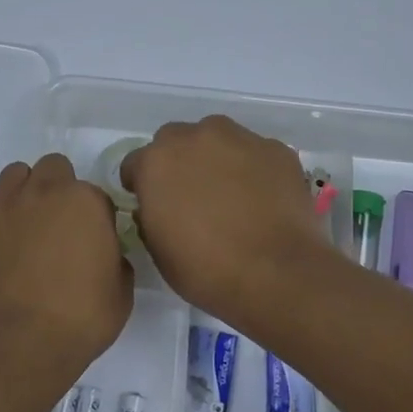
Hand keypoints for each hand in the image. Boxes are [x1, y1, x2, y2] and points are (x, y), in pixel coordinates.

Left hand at [0, 154, 132, 396]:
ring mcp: (5, 207)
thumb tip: (104, 252)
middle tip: (62, 225)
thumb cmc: (82, 317)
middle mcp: (43, 192)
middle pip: (53, 167)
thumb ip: (115, 257)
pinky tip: (0, 236)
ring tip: (28, 223)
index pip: (95, 194)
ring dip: (25, 191)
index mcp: (84, 201)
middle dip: (60, 188)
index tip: (94, 241)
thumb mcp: (122, 289)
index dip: (97, 217)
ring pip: (15, 174)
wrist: (24, 342)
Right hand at [120, 115, 333, 323]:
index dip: (141, 184)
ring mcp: (239, 139)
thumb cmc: (206, 269)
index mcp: (157, 162)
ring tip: (231, 193)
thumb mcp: (158, 250)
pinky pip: (254, 152)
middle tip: (192, 195)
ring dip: (215, 157)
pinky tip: (262, 198)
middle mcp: (195, 137)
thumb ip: (150, 216)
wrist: (277, 274)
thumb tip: (157, 207)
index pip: (135, 163)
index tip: (152, 205)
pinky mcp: (276, 149)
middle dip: (178, 161)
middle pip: (175, 139)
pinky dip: (253, 168)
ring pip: (217, 138)